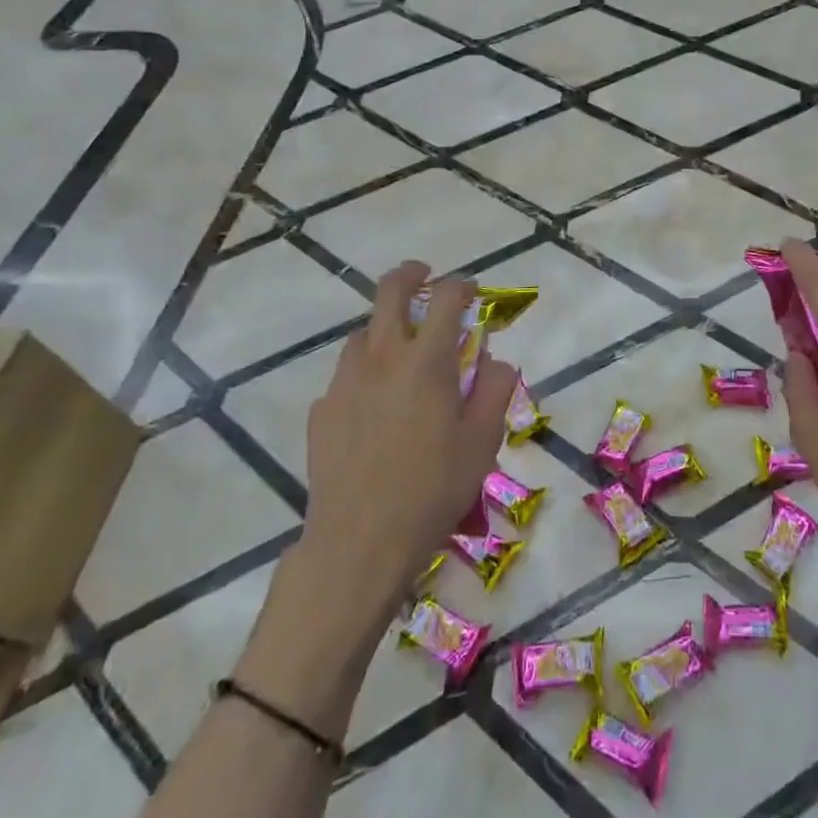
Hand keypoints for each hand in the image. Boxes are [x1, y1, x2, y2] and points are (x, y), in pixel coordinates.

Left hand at [300, 262, 514, 615]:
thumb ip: (495, 391)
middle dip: (410, 275)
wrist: (360, 542)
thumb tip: (496, 361)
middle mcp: (381, 359)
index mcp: (425, 362)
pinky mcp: (321, 411)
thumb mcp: (482, 442)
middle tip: (423, 277)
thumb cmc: (433, 489)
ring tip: (400, 353)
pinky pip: (345, 377)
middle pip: (389, 293)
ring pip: (362, 334)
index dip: (461, 285)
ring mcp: (344, 383)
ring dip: (384, 329)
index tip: (471, 291)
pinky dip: (363, 375)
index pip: (445, 299)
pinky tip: (373, 407)